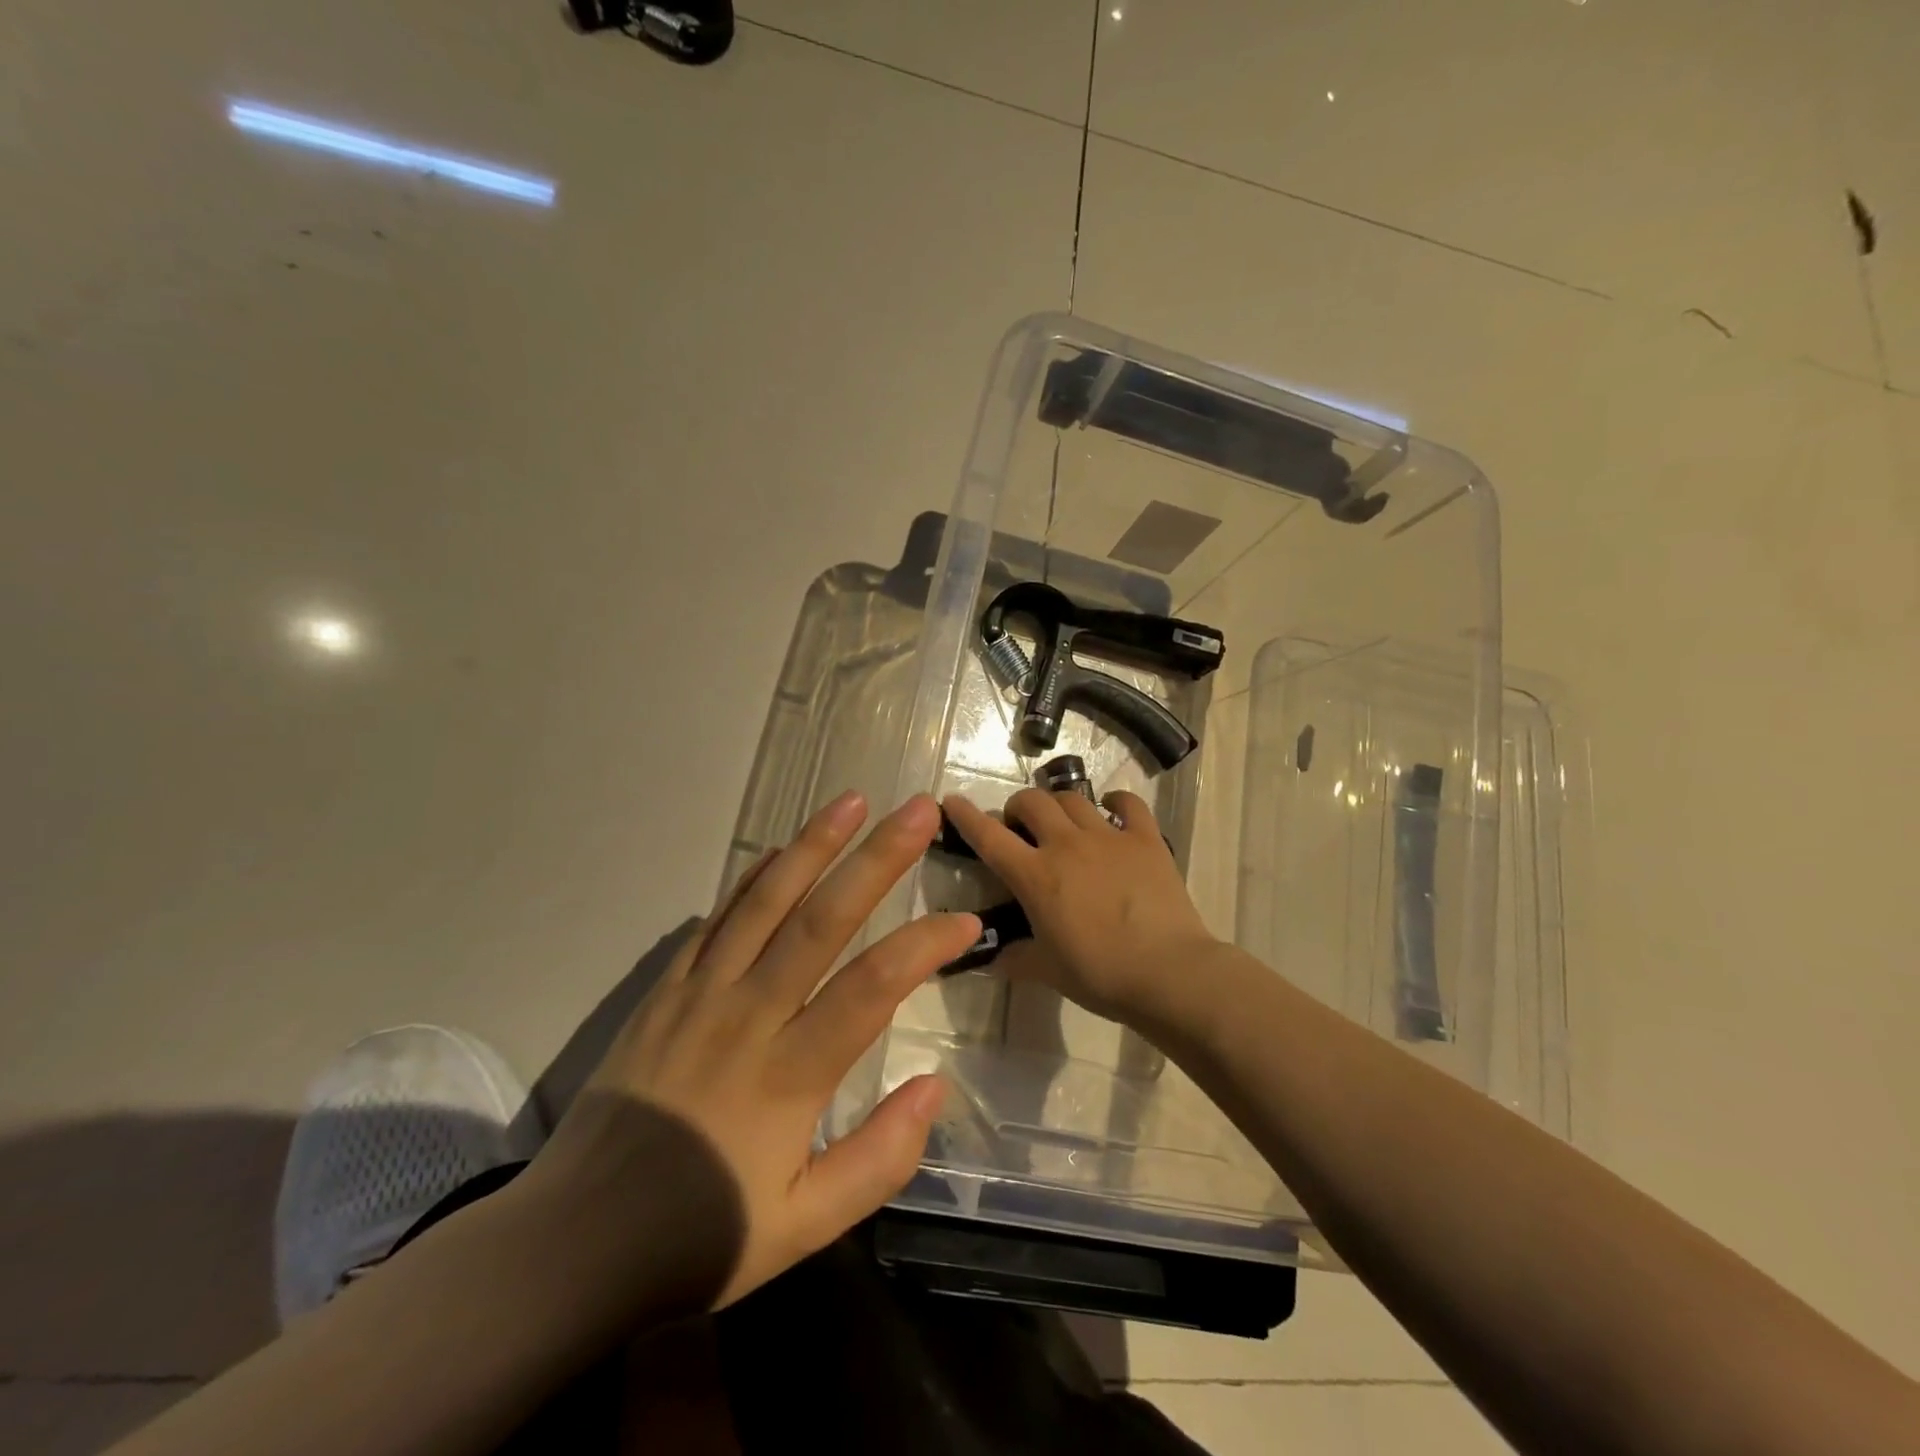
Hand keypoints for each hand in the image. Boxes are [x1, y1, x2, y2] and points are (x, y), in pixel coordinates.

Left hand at [531, 791, 977, 1309]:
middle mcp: (748, 1016)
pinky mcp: (666, 990)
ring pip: (767, 903)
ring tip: (853, 800)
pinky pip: (716, 920)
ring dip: (814, 846)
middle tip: (920, 810)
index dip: (926, 945)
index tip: (967, 922)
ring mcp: (701, 994)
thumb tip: (935, 1086)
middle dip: (878, 859)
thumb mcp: (803, 1227)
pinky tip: (781, 852)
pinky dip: (753, 880)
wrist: (574, 1242)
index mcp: (789, 1075)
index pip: (874, 987)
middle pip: (823, 920)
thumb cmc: (700, 1234)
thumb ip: (879, 1159)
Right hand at [942, 788, 1218, 1024]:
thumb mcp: (1048, 970)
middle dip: (1018, 807)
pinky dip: (1115, 801)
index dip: (966, 816)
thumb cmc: (1101, 975)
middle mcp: (1067, 845)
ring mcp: (1108, 837)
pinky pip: (1128, 804)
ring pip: (1072, 798)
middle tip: (1020, 827)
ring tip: (1060, 821)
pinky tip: (1111, 809)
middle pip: (1032, 802)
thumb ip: (1016, 958)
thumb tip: (991, 960)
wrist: (1169, 973)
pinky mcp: (1145, 839)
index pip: (989, 837)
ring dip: (1058, 804)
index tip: (951, 801)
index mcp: (1036, 876)